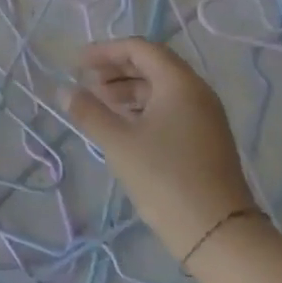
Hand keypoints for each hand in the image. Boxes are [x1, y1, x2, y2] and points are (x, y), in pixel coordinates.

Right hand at [65, 38, 258, 267]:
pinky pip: (170, 108)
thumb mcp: (118, 142)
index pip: (140, 49)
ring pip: (161, 88)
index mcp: (179, 83)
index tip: (77, 64)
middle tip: (85, 82)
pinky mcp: (205, 139)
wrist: (217, 233)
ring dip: (127, 90)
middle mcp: (197, 92)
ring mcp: (204, 116)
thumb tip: (64, 90)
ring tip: (98, 104)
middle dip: (115, 69)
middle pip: (152, 65)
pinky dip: (142, 108)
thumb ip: (89, 112)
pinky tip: (122, 125)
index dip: (105, 51)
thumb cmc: (164, 178)